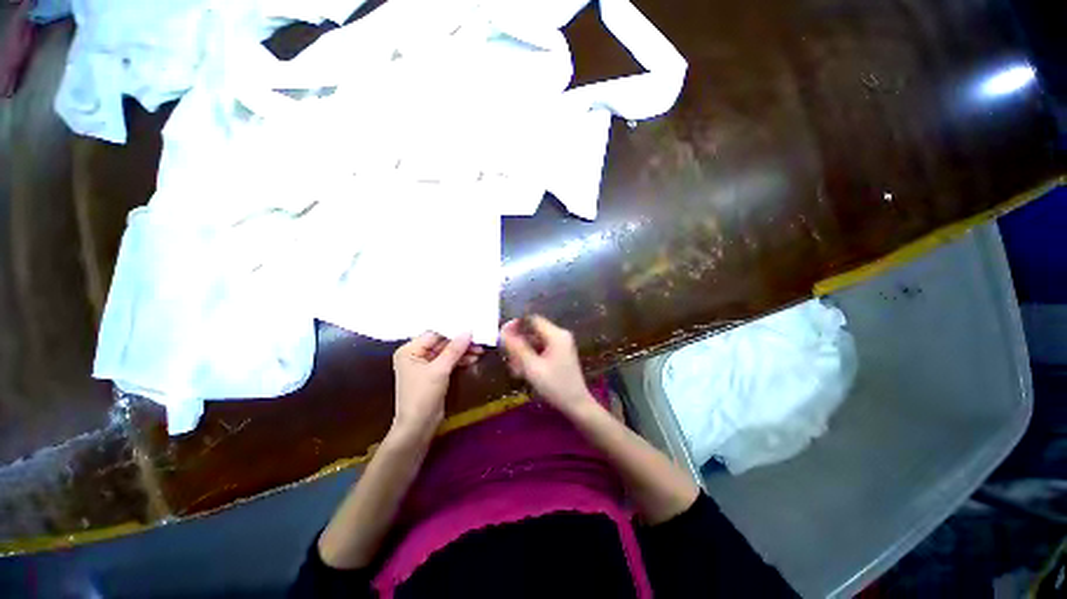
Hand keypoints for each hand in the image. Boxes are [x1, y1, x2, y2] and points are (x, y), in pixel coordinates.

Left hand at [392, 332, 481, 438]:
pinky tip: (473, 359)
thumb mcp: (440, 370)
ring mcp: (424, 365)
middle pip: (441, 343)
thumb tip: (469, 331)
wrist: (418, 427)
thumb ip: (454, 349)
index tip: (471, 330)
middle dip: (460, 344)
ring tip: (480, 351)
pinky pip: (448, 362)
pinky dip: (459, 360)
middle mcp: (415, 355)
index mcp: (409, 350)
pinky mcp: (433, 374)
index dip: (453, 332)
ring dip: (462, 352)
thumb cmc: (422, 395)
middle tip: (479, 342)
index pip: (434, 335)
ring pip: (447, 352)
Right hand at [499, 316, 596, 417]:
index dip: (515, 324)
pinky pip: (541, 350)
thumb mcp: (532, 367)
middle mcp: (560, 336)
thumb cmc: (555, 386)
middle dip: (518, 342)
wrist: (577, 405)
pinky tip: (522, 370)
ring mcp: (561, 345)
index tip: (502, 335)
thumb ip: (517, 348)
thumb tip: (502, 332)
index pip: (532, 320)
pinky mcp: (560, 355)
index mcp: (556, 335)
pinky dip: (531, 357)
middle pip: (533, 331)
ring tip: (513, 367)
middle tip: (506, 355)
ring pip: (536, 342)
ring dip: (523, 352)